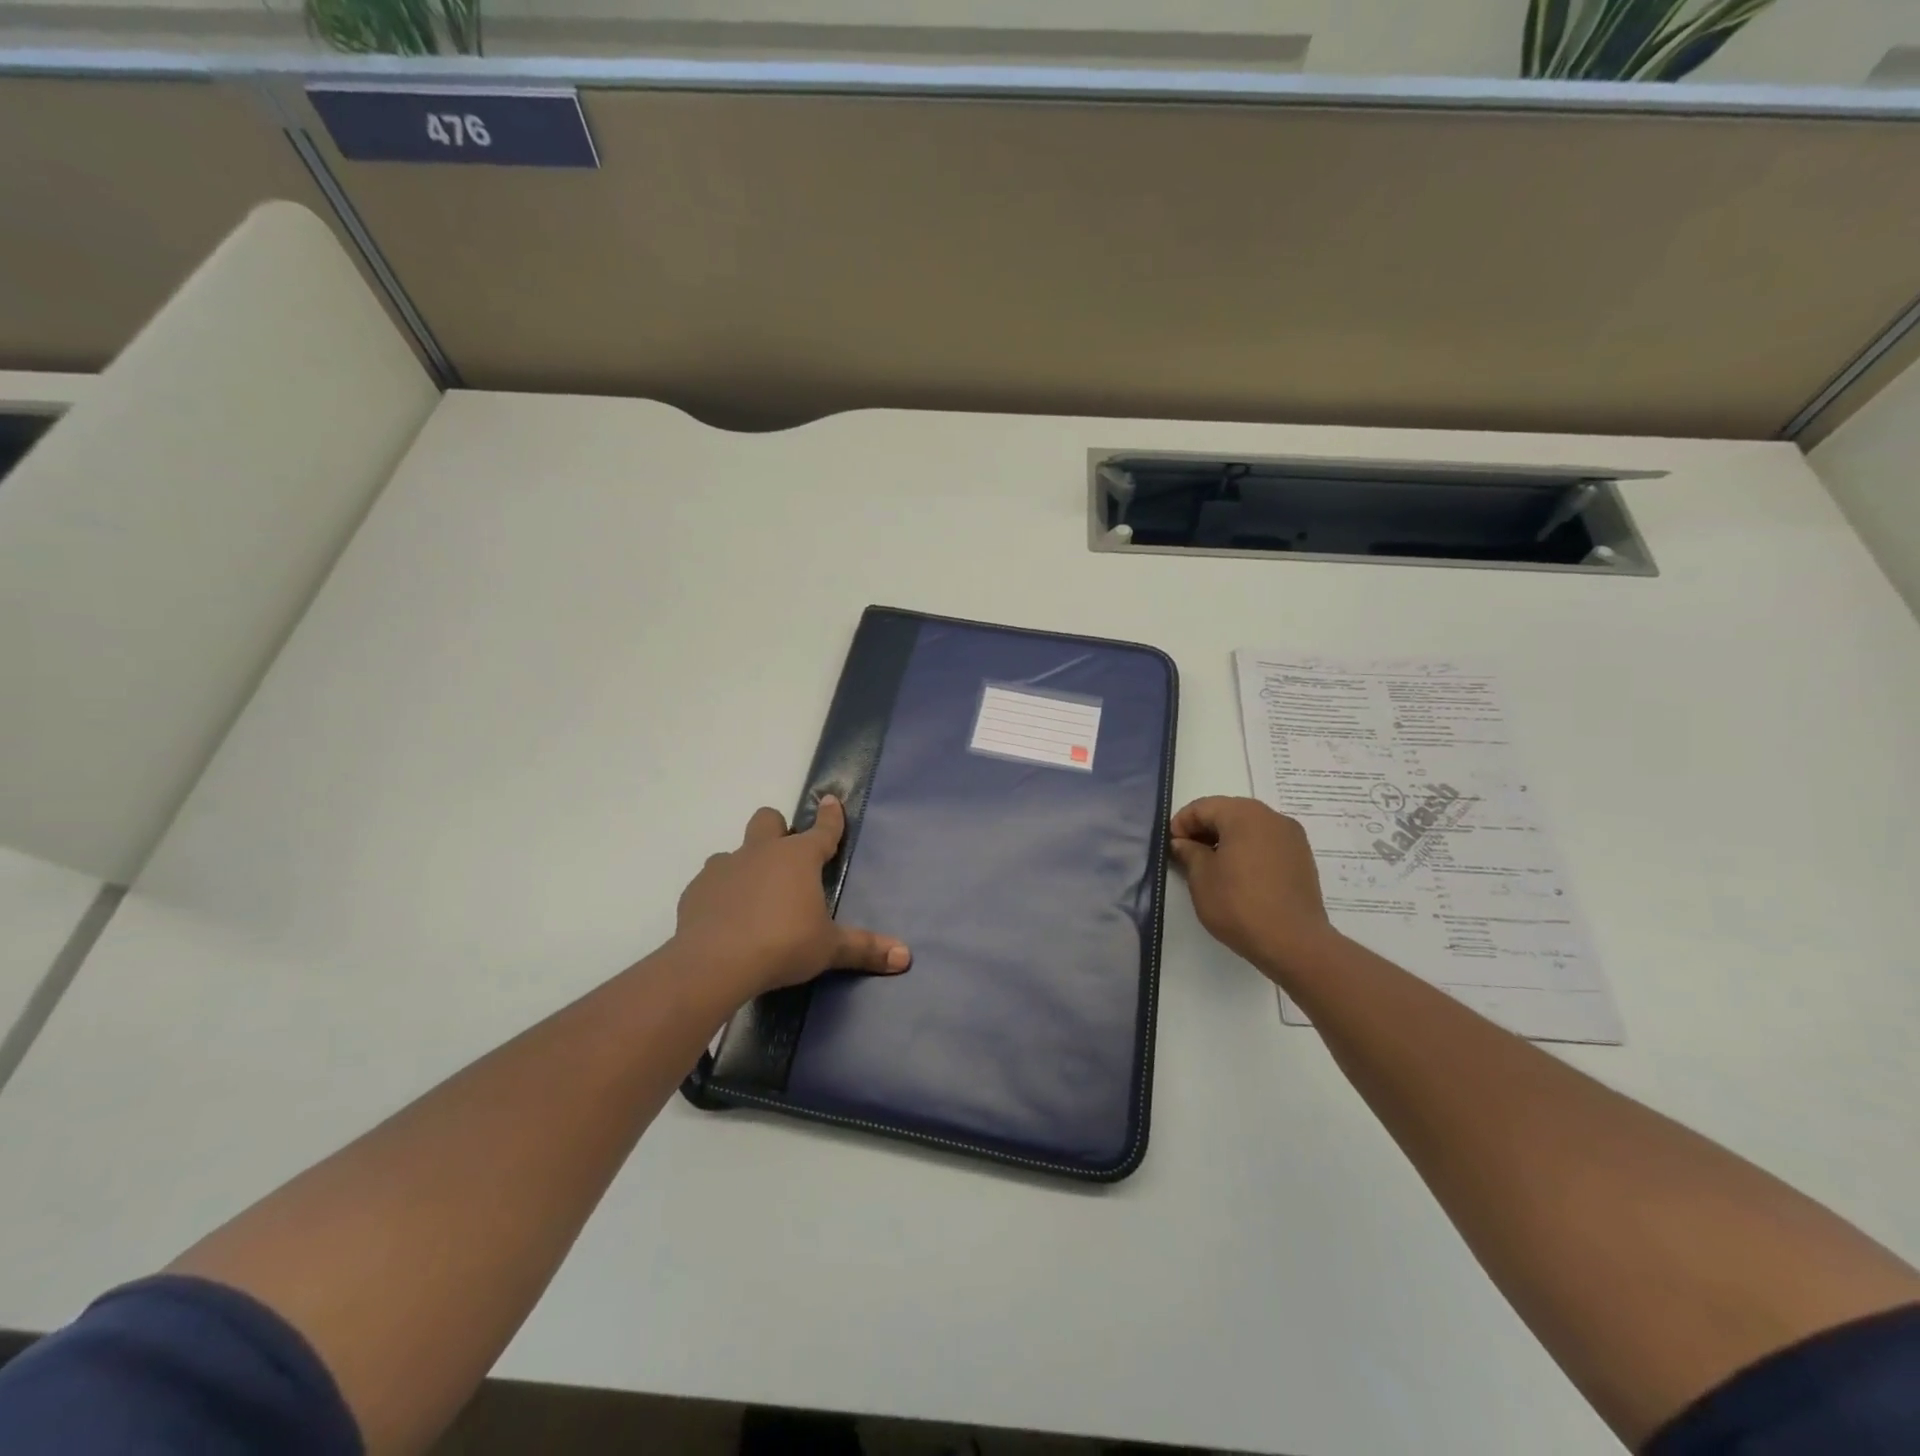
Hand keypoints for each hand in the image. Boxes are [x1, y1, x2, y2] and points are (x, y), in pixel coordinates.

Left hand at [673, 795, 910, 1003]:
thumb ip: (864, 948)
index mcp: (799, 858)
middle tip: (785, 856)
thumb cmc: (782, 945)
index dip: (831, 816)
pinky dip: (720, 893)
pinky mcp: (696, 890)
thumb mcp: (828, 949)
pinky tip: (724, 918)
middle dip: (778, 828)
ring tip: (753, 896)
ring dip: (745, 865)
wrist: (714, 963)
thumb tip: (905, 957)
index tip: (831, 800)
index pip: (823, 830)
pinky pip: (710, 881)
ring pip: (735, 851)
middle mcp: (761, 852)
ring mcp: (724, 867)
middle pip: (769, 820)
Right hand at [1168, 796, 1339, 980]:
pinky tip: (1239, 876)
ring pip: (1249, 827)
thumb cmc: (1239, 904)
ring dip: (1227, 840)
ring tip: (1213, 867)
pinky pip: (1267, 843)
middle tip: (1188, 855)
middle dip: (1205, 830)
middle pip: (1228, 812)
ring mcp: (1291, 837)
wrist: (1294, 942)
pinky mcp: (1302, 857)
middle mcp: (1271, 817)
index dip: (1181, 824)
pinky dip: (1248, 850)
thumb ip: (1189, 852)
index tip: (1172, 848)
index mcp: (1244, 814)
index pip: (1203, 807)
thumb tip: (1183, 842)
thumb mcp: (1201, 877)